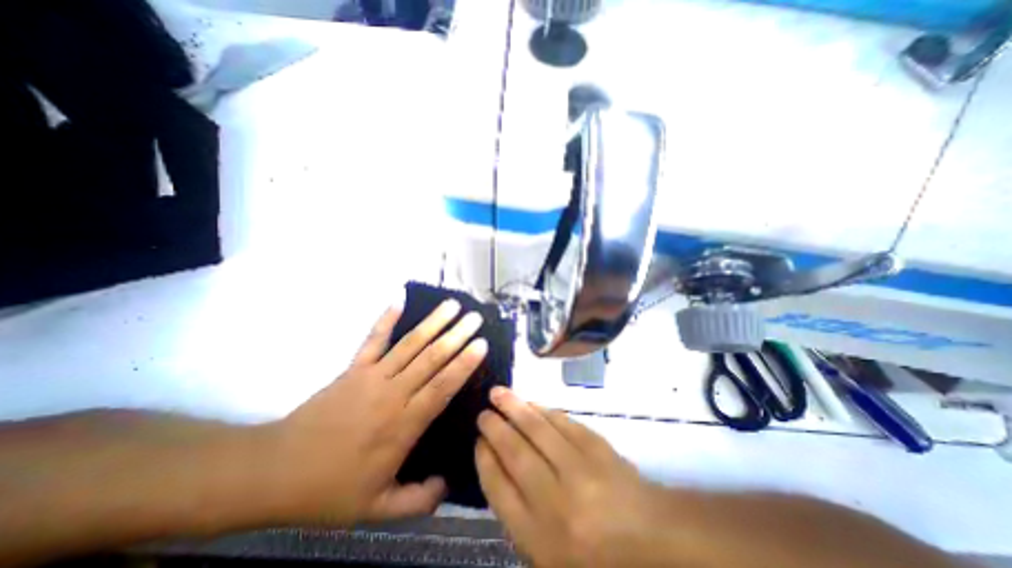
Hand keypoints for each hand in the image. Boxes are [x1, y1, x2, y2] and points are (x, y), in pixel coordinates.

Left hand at [262, 299, 486, 524]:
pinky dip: (386, 318)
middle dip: (457, 335)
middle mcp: (393, 393)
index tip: (482, 344)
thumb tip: (448, 485)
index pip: (442, 387)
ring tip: (452, 305)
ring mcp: (372, 376)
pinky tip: (398, 300)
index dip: (464, 364)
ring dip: (433, 322)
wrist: (274, 472)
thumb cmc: (329, 490)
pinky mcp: (353, 368)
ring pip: (410, 344)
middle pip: (432, 358)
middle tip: (476, 318)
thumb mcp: (377, 509)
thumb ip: (418, 500)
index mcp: (403, 424)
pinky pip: (373, 339)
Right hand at [474, 389, 678, 566]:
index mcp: (538, 537)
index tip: (478, 440)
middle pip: (515, 452)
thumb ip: (518, 512)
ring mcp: (580, 470)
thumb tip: (496, 463)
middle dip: (495, 427)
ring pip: (537, 429)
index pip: (498, 488)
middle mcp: (556, 501)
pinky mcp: (598, 448)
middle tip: (483, 411)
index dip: (485, 459)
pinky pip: (563, 422)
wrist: (652, 541)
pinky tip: (531, 402)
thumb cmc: (593, 553)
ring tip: (498, 393)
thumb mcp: (547, 552)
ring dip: (515, 407)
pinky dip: (543, 409)